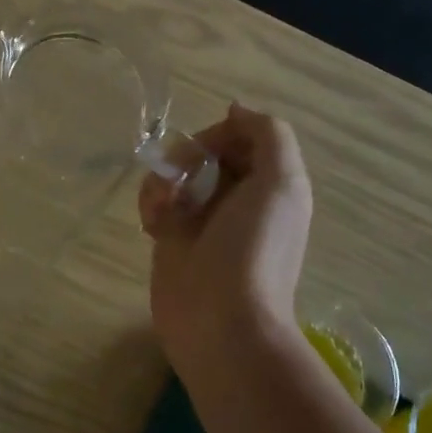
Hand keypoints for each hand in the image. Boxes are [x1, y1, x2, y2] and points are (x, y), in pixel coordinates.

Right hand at [139, 104, 312, 366]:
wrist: (222, 322)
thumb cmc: (253, 249)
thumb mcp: (281, 183)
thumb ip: (268, 134)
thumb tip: (236, 110)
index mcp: (271, 183)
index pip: (243, 136)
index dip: (222, 134)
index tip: (207, 152)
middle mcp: (239, 197)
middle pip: (206, 152)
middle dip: (186, 157)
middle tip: (178, 178)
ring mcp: (204, 220)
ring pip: (175, 174)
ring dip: (163, 181)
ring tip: (162, 209)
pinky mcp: (172, 240)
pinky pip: (156, 202)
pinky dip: (150, 204)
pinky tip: (152, 224)